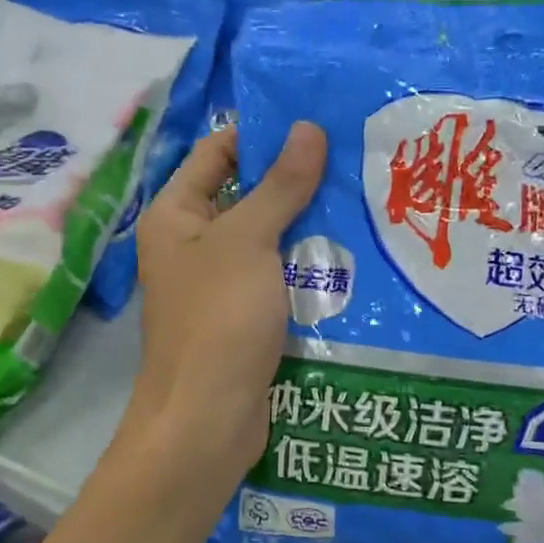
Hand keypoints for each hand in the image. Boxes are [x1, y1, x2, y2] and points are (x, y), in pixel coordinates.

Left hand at [130, 122, 326, 483]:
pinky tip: (355, 252)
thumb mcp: (249, 241)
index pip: (218, 152)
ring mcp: (220, 282)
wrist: (207, 421)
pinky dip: (309, 263)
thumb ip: (280, 185)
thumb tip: (307, 127)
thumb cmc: (218, 319)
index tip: (318, 121)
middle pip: (247, 193)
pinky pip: (279, 275)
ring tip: (367, 196)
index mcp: (176, 214)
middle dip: (296, 178)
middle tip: (355, 157)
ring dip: (309, 222)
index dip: (262, 133)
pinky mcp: (246, 315)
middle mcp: (193, 242)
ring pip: (269, 237)